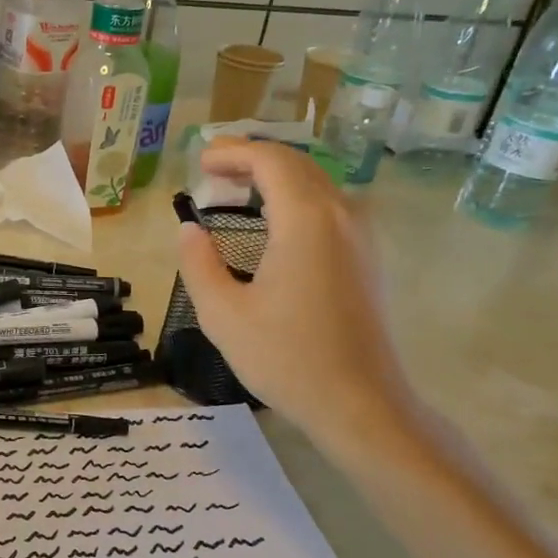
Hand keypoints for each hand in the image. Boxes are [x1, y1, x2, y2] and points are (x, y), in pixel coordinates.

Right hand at [177, 140, 418, 449]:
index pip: (271, 161)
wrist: (361, 404)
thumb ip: (198, 264)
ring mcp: (362, 237)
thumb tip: (189, 230)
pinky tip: (274, 224)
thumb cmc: (287, 358)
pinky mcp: (368, 259)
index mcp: (306, 220)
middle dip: (253, 159)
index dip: (233, 152)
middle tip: (213, 170)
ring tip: (237, 192)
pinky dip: (297, 200)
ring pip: (317, 185)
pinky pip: (330, 208)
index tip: (200, 162)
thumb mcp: (223, 314)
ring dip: (276, 179)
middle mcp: (341, 216)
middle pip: (297, 165)